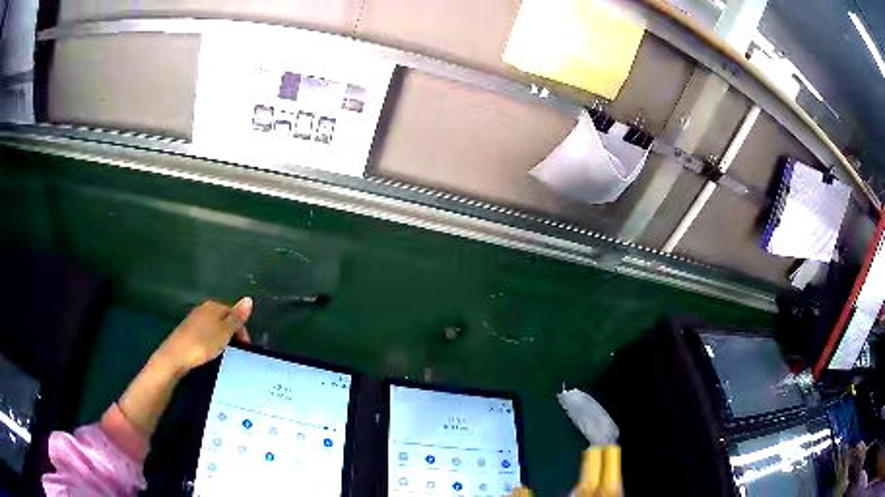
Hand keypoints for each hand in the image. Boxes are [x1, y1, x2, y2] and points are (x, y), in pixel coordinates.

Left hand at [153, 297, 252, 376]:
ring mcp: (194, 319)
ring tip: (224, 351)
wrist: (176, 355)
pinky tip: (210, 350)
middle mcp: (203, 309)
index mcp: (213, 306)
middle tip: (237, 350)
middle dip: (232, 332)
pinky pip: (205, 332)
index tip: (246, 346)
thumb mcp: (224, 332)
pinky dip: (211, 340)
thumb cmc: (203, 343)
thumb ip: (236, 317)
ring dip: (221, 336)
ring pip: (214, 325)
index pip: (233, 312)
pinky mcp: (188, 330)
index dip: (241, 328)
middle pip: (223, 318)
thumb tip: (249, 299)